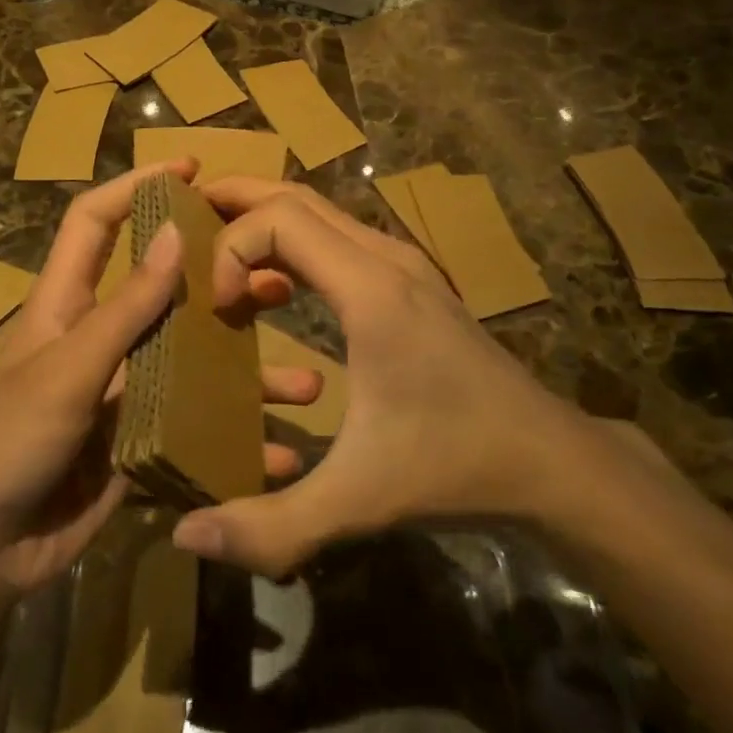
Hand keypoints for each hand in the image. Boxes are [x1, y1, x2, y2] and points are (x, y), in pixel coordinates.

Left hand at [0, 162, 317, 595]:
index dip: (135, 187)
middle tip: (279, 277)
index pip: (95, 222)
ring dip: (245, 376)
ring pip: (192, 368)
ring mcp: (120, 395)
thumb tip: (174, 233)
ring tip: (305, 385)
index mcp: (66, 304)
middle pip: (164, 294)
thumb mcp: (66, 370)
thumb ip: (124, 309)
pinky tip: (277, 457)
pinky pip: (193, 433)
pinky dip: (232, 443)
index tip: (190, 168)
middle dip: (219, 283)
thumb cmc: (5, 443)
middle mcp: (98, 340)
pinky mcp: (135, 448)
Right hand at [170, 179, 592, 577]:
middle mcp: (384, 258)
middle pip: (296, 195)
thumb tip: (186, 537)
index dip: (231, 247)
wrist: (550, 460)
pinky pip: (336, 238)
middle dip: (234, 199)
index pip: (280, 219)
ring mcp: (401, 264)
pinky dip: (292, 242)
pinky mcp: (409, 281)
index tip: (214, 306)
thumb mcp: (359, 501)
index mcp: (370, 290)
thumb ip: (272, 526)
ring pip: (318, 210)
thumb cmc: (454, 466)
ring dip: (263, 219)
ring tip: (216, 251)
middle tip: (182, 221)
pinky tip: (274, 289)